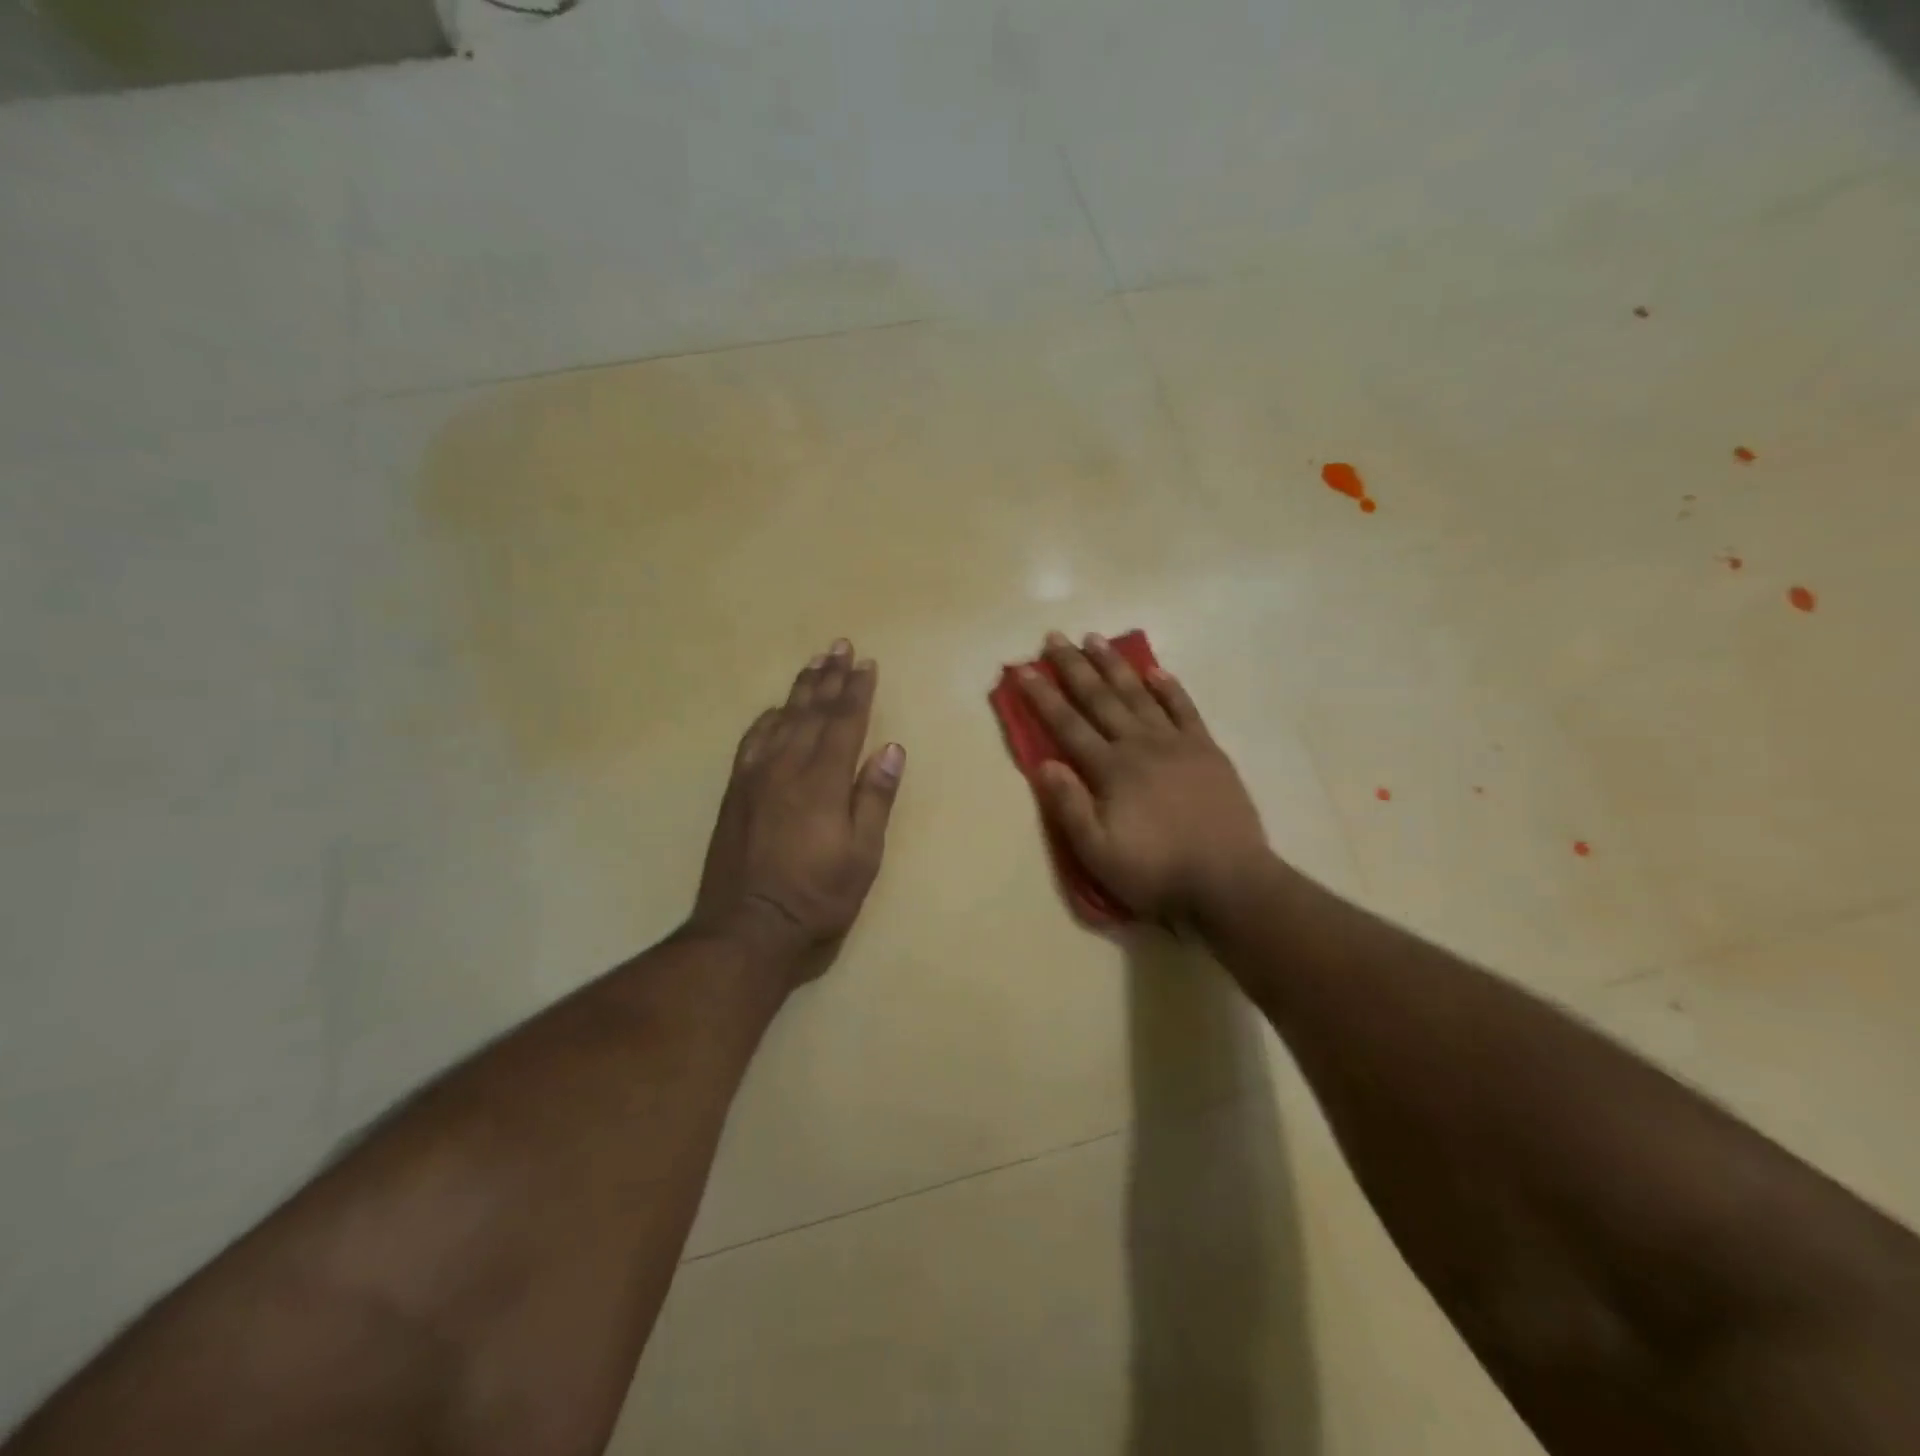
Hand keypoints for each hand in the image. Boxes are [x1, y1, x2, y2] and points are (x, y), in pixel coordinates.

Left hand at [689, 640, 905, 976]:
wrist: (747, 928)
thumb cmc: (817, 897)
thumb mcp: (862, 856)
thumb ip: (874, 799)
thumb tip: (891, 749)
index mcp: (823, 781)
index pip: (844, 723)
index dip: (857, 691)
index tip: (866, 664)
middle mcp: (787, 768)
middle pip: (812, 712)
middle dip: (829, 678)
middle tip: (839, 646)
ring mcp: (756, 778)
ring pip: (781, 720)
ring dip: (799, 690)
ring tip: (814, 663)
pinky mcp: (736, 792)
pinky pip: (752, 741)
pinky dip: (766, 719)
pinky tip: (774, 710)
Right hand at [1018, 631, 1268, 923]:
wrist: (1228, 881)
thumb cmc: (1156, 872)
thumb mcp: (1098, 853)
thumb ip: (1070, 807)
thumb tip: (1044, 763)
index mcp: (1111, 770)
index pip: (1068, 725)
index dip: (1042, 696)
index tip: (1022, 669)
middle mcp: (1140, 745)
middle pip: (1100, 699)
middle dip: (1074, 667)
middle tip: (1055, 637)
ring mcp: (1177, 744)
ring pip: (1139, 694)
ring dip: (1115, 666)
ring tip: (1095, 638)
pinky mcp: (1207, 750)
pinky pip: (1185, 709)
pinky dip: (1169, 688)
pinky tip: (1156, 670)